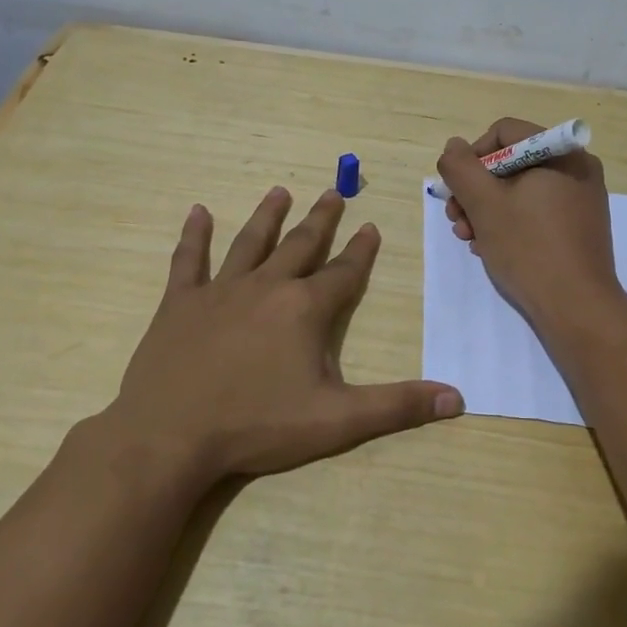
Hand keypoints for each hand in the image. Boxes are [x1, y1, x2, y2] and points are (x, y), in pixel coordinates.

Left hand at [96, 187, 462, 489]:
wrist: (170, 436)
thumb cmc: (257, 426)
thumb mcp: (337, 420)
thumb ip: (397, 406)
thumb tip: (457, 398)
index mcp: (305, 309)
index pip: (344, 272)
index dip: (361, 250)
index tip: (370, 226)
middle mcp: (266, 287)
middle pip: (300, 245)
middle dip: (320, 220)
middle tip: (332, 192)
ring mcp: (220, 291)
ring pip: (250, 242)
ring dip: (267, 216)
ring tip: (280, 191)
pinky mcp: (180, 303)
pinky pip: (188, 260)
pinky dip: (194, 235)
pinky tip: (197, 212)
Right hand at [436, 118, 622, 331]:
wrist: (577, 308)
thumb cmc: (528, 248)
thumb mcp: (484, 203)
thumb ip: (461, 168)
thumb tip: (454, 147)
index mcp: (561, 152)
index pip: (503, 132)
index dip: (472, 157)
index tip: (457, 189)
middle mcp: (577, 168)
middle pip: (511, 163)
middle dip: (476, 190)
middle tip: (456, 219)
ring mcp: (581, 199)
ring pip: (521, 190)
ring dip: (487, 210)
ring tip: (469, 238)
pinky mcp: (580, 227)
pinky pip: (537, 211)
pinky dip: (511, 223)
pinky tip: (491, 248)